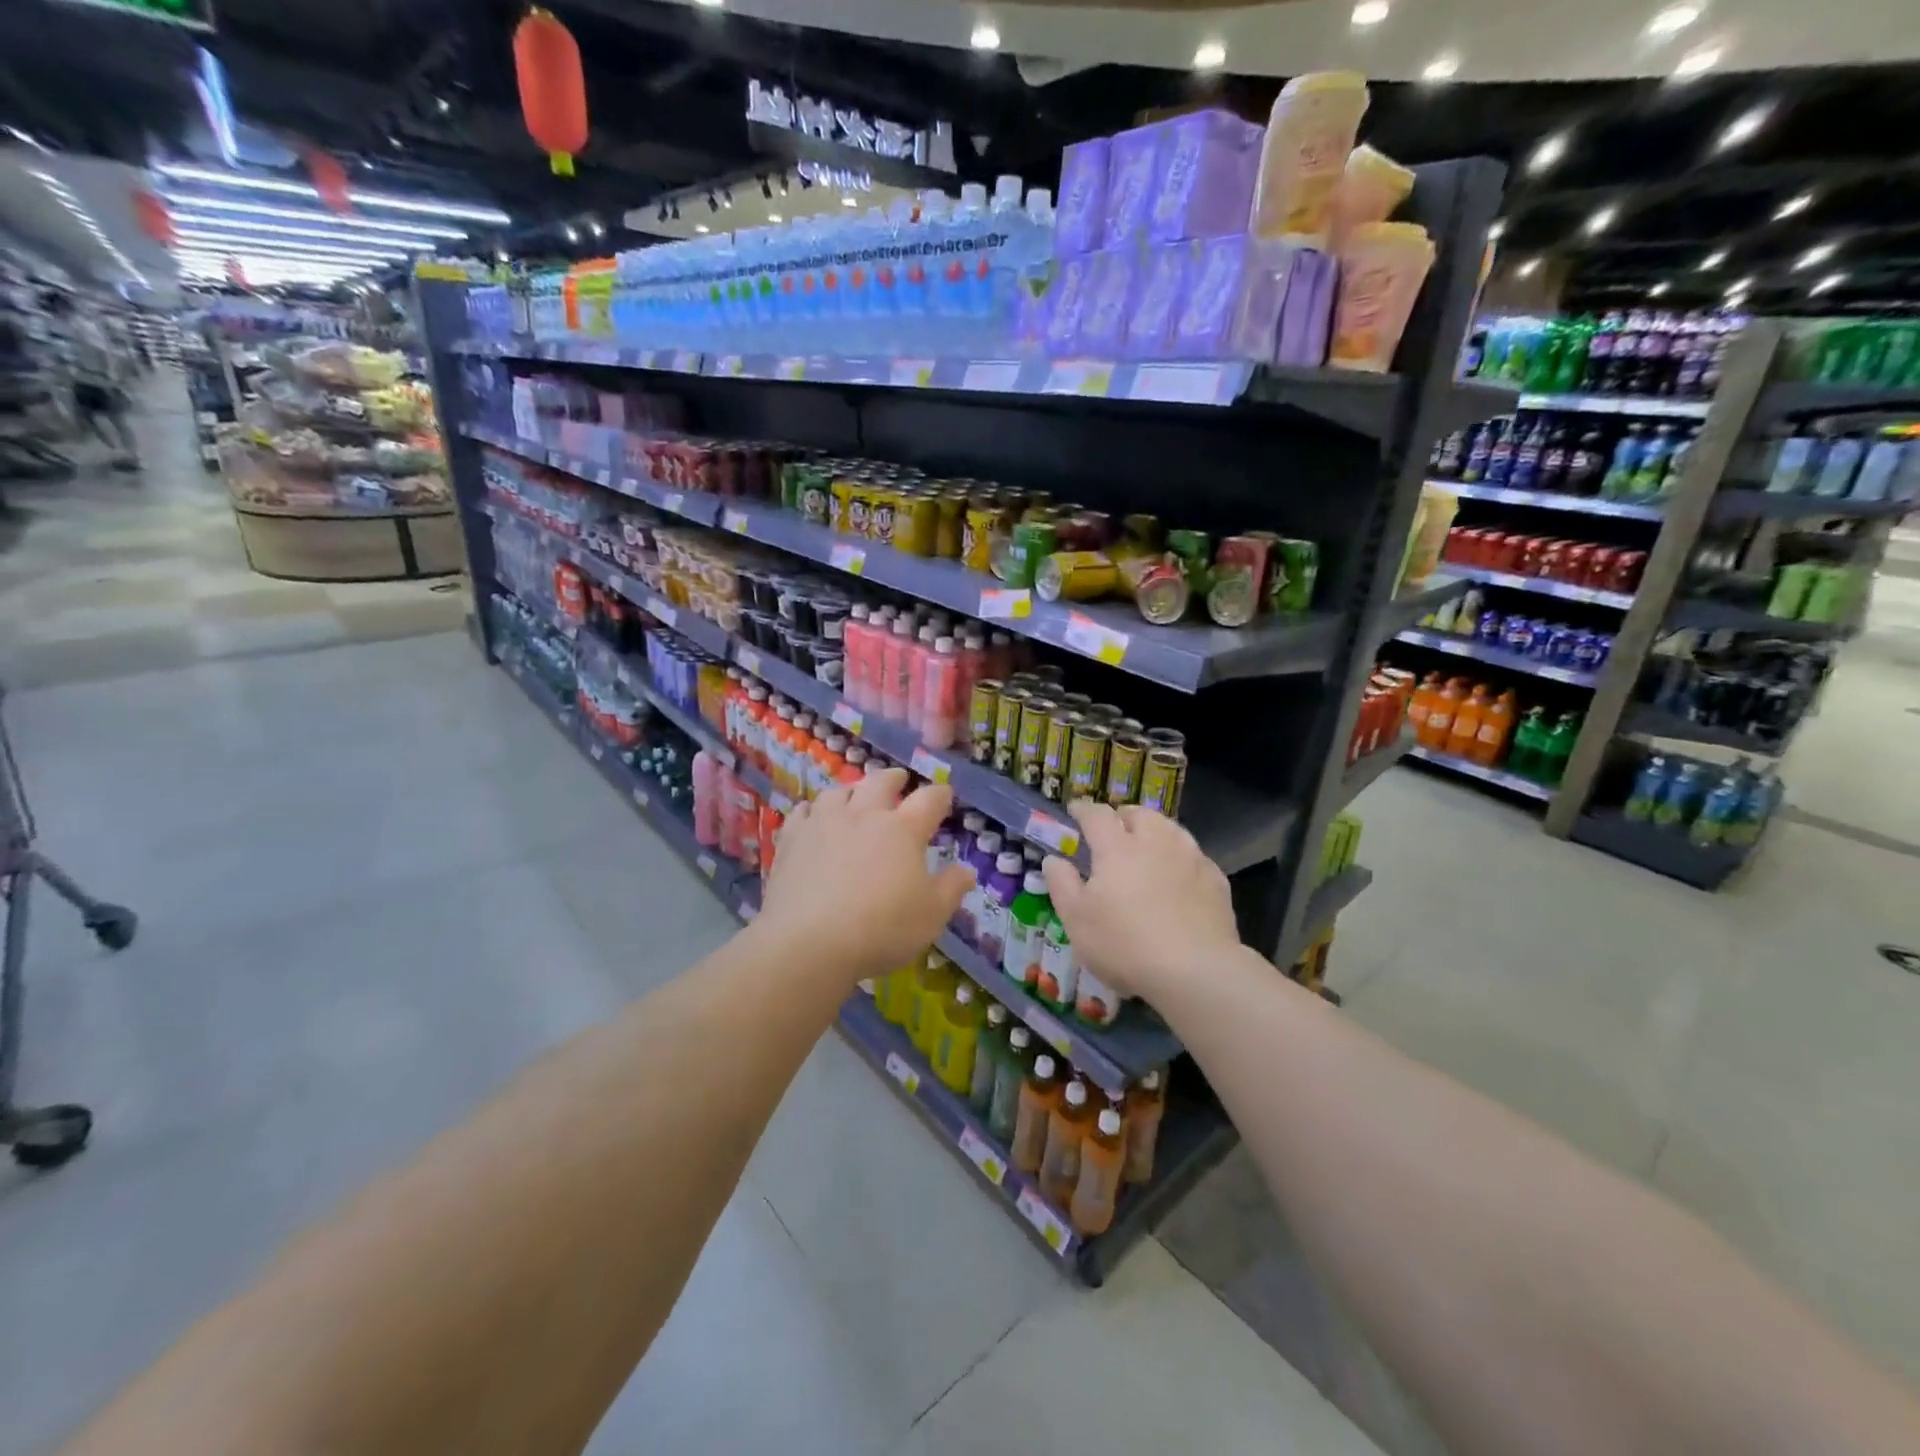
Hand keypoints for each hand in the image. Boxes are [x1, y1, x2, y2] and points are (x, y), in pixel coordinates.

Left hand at [758, 768, 972, 982]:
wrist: (808, 942)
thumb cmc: (881, 929)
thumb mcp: (931, 916)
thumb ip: (951, 889)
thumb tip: (967, 870)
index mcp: (903, 830)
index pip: (929, 800)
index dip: (940, 794)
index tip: (944, 794)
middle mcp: (864, 815)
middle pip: (880, 782)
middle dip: (894, 778)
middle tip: (899, 779)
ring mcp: (824, 823)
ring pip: (839, 791)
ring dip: (852, 790)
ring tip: (855, 796)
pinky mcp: (792, 838)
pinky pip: (803, 811)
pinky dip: (812, 810)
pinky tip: (812, 817)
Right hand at [1041, 800, 1239, 1002]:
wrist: (1195, 971)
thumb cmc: (1124, 944)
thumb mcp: (1076, 920)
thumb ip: (1062, 884)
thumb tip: (1054, 860)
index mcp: (1117, 847)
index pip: (1097, 815)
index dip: (1083, 810)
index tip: (1075, 810)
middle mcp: (1155, 842)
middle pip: (1139, 814)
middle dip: (1123, 816)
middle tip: (1114, 829)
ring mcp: (1190, 858)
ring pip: (1171, 829)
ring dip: (1155, 831)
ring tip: (1147, 847)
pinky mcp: (1215, 880)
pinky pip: (1194, 856)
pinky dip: (1180, 857)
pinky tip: (1178, 876)